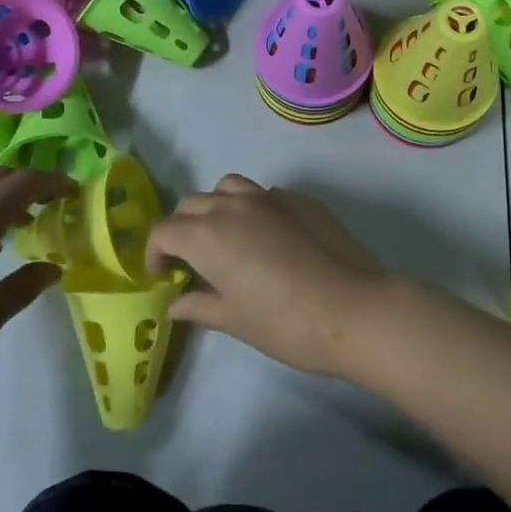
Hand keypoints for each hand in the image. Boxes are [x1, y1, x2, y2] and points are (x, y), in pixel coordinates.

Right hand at [145, 174, 393, 378]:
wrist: (355, 309)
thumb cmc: (286, 323)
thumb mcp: (235, 321)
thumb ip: (200, 306)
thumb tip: (175, 304)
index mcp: (207, 235)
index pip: (164, 231)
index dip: (155, 252)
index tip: (161, 275)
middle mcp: (233, 205)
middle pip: (192, 204)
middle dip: (182, 228)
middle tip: (190, 259)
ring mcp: (270, 197)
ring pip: (228, 187)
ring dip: (216, 207)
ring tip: (226, 237)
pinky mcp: (301, 199)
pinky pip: (265, 194)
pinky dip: (253, 209)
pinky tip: (269, 238)